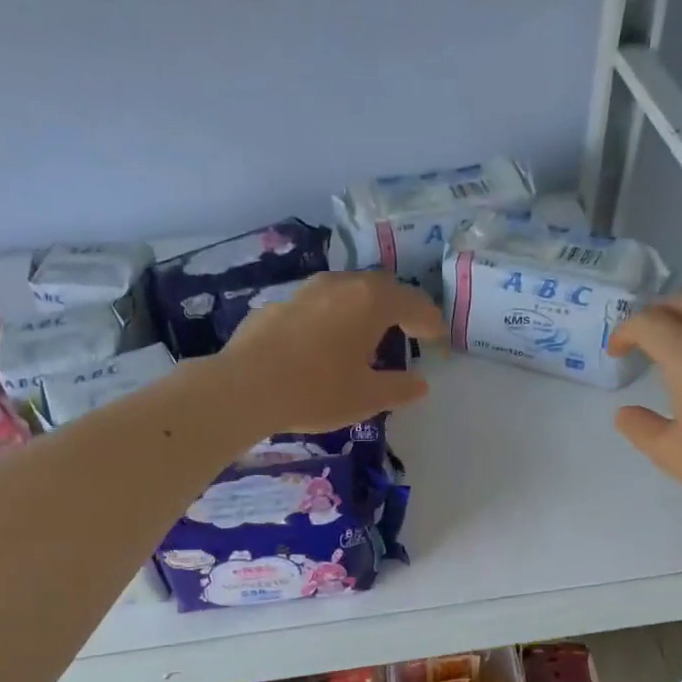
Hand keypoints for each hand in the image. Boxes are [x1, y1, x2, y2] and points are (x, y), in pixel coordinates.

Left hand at [219, 271, 444, 433]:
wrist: (245, 387)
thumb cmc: (316, 391)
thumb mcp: (366, 397)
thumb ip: (399, 388)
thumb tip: (420, 384)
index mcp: (371, 301)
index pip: (413, 303)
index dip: (429, 320)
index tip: (437, 337)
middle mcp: (341, 284)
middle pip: (381, 288)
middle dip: (400, 307)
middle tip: (409, 330)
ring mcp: (307, 290)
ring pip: (347, 290)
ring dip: (365, 308)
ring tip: (369, 334)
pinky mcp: (279, 304)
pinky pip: (320, 304)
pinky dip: (335, 317)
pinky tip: (327, 342)